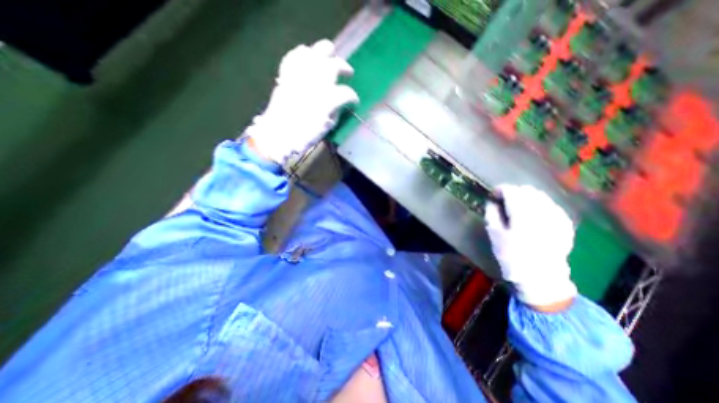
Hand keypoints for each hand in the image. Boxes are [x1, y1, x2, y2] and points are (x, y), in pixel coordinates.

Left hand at [247, 37, 358, 161]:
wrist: (279, 135)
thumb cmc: (305, 135)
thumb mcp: (327, 127)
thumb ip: (336, 112)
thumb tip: (340, 104)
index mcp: (328, 99)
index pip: (347, 93)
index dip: (353, 97)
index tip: (354, 101)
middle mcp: (316, 82)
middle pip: (334, 64)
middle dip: (344, 67)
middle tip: (347, 73)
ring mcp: (301, 75)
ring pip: (316, 52)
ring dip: (326, 53)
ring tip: (329, 58)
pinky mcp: (288, 74)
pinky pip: (295, 56)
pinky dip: (302, 54)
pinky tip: (307, 57)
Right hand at [483, 184, 577, 310]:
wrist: (541, 277)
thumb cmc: (512, 256)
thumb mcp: (494, 234)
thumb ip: (492, 213)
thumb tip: (492, 200)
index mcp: (522, 215)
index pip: (511, 191)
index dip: (500, 190)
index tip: (493, 195)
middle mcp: (542, 212)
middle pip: (526, 190)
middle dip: (513, 192)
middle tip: (503, 201)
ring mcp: (557, 217)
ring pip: (540, 195)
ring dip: (526, 197)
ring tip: (517, 207)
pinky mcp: (565, 223)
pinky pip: (550, 204)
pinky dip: (538, 204)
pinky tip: (532, 214)